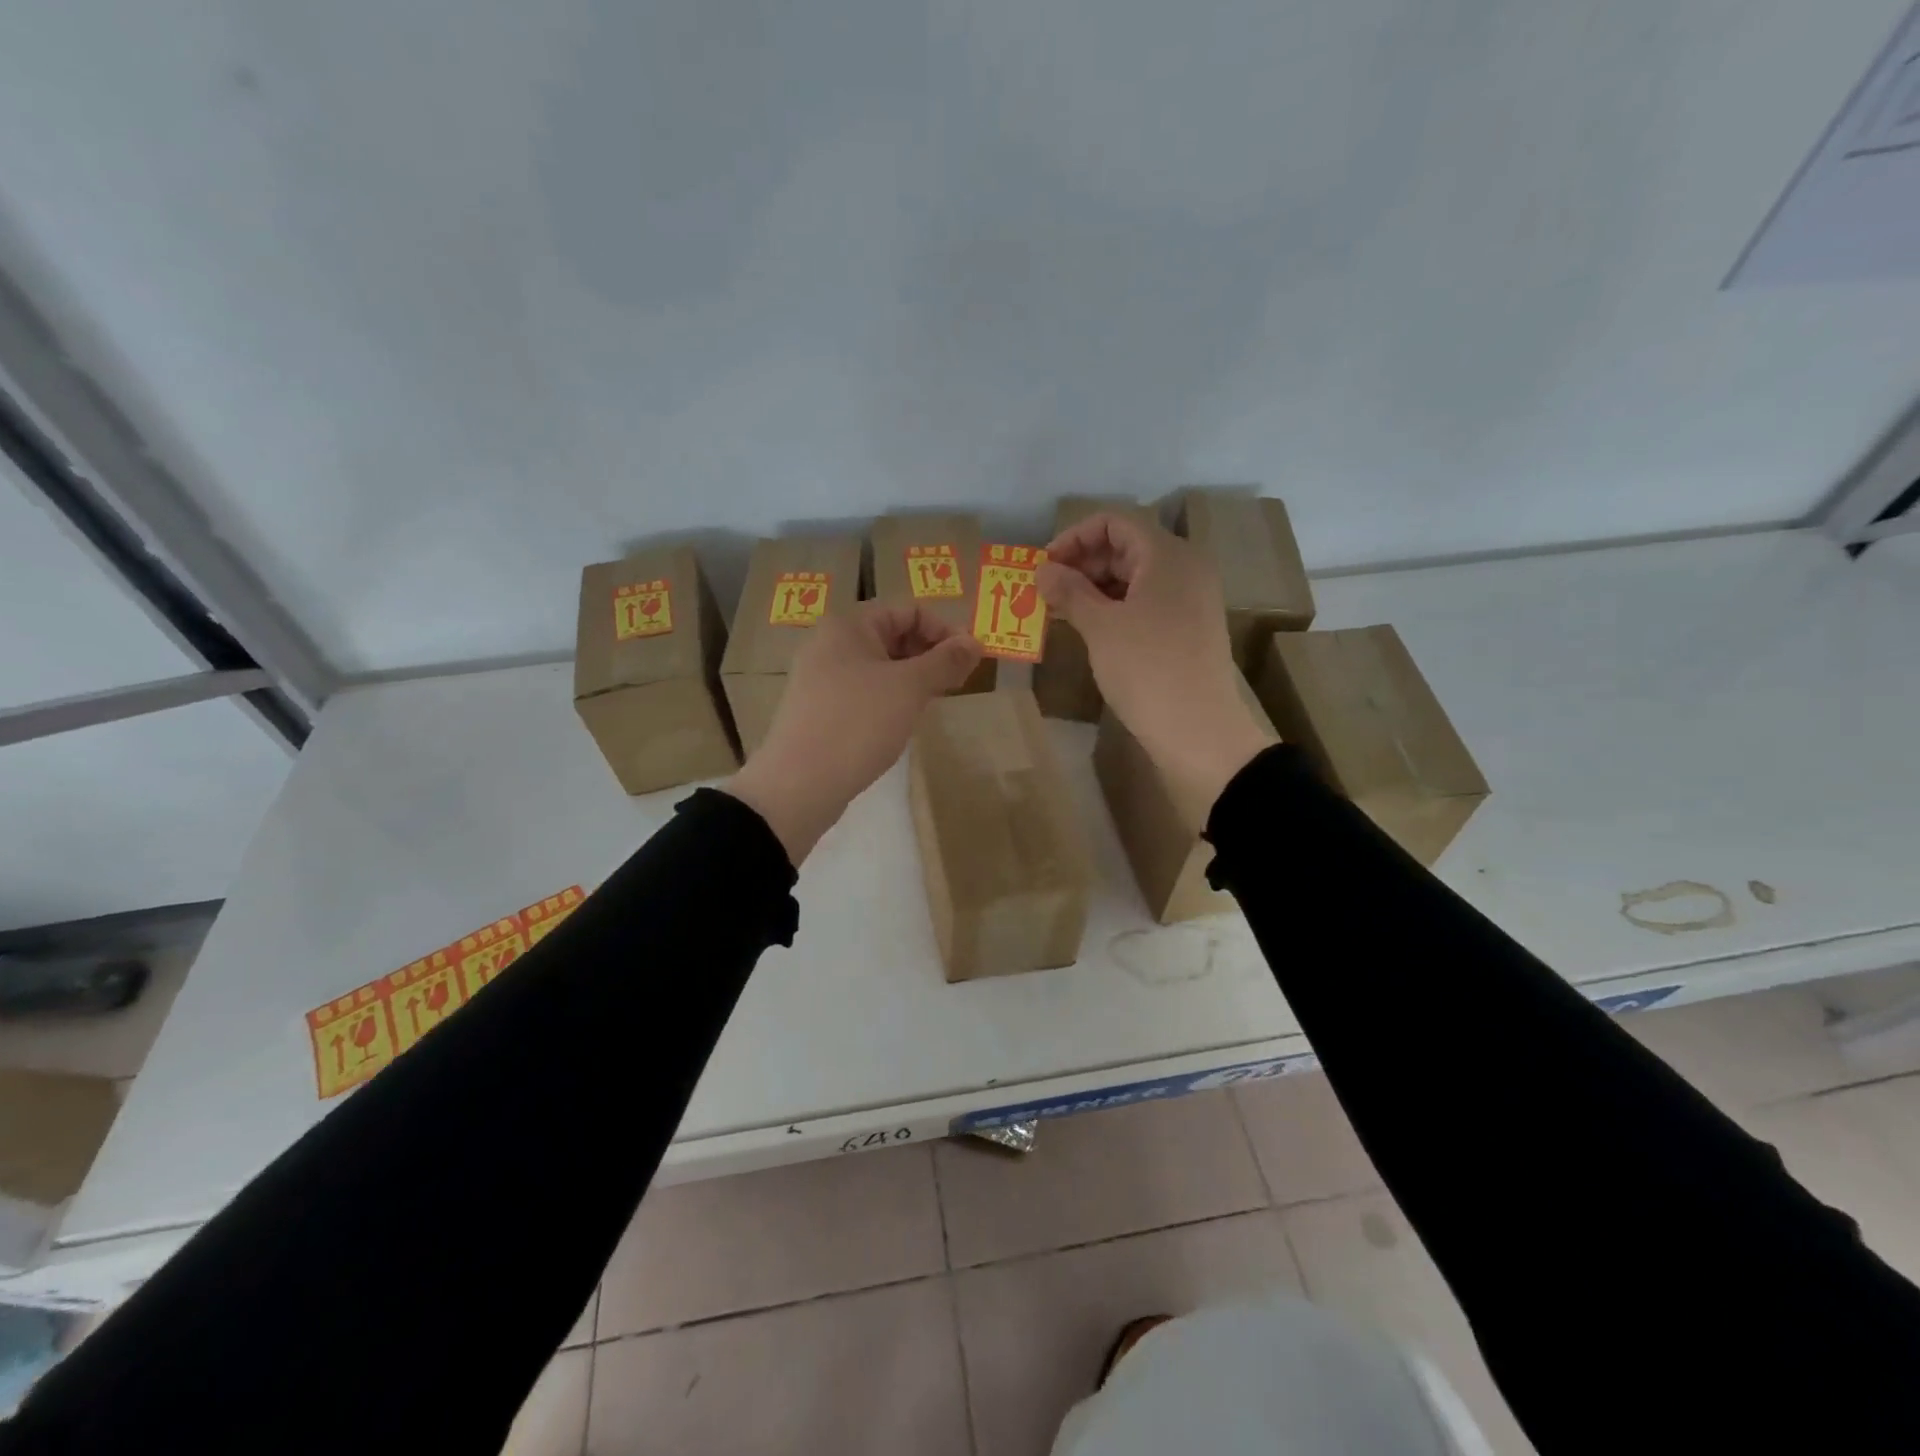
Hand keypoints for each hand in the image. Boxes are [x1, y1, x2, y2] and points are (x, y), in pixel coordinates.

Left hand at [725, 601, 982, 863]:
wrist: (799, 784)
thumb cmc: (858, 723)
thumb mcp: (910, 688)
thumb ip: (945, 661)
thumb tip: (975, 642)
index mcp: (849, 625)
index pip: (909, 610)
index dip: (944, 630)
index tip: (970, 661)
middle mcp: (830, 644)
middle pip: (893, 635)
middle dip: (930, 654)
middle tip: (957, 683)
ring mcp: (821, 678)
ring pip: (879, 666)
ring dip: (912, 678)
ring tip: (933, 703)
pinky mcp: (819, 709)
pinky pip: (864, 691)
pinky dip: (890, 698)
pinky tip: (902, 721)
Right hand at [1039, 513, 1272, 810]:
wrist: (1199, 731)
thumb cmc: (1147, 669)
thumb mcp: (1101, 627)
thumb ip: (1070, 591)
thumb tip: (1042, 570)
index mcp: (1167, 555)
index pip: (1115, 522)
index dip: (1074, 537)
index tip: (1044, 566)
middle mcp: (1185, 568)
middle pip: (1126, 546)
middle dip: (1082, 563)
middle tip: (1047, 592)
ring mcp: (1191, 599)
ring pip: (1135, 577)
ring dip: (1095, 587)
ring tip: (1061, 612)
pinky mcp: (1189, 628)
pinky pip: (1147, 601)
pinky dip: (1115, 607)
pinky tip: (1090, 629)